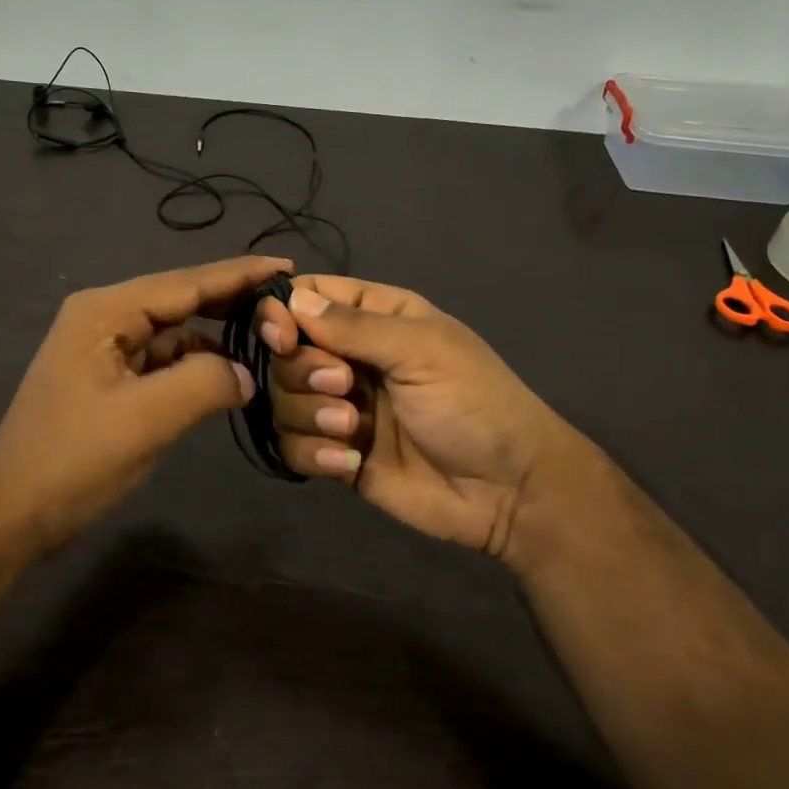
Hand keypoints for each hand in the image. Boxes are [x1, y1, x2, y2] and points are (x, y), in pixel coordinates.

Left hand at [0, 256, 290, 557]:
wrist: (11, 513)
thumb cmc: (74, 459)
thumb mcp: (147, 418)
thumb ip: (206, 382)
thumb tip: (247, 374)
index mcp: (105, 312)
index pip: (185, 282)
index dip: (239, 274)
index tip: (287, 267)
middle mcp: (104, 318)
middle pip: (180, 301)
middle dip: (232, 303)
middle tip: (287, 304)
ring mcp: (104, 350)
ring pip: (174, 333)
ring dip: (217, 338)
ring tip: (269, 342)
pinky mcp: (109, 380)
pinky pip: (163, 361)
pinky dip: (196, 366)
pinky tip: (228, 376)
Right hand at [258, 276, 578, 561]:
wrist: (508, 490)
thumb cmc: (473, 402)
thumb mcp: (422, 350)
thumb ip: (355, 326)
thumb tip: (293, 299)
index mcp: (374, 318)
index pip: (308, 297)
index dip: (283, 311)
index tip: (281, 334)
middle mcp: (350, 358)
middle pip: (285, 351)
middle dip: (304, 370)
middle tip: (344, 386)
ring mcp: (339, 408)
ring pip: (283, 400)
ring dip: (310, 414)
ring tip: (353, 430)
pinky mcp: (336, 454)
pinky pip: (293, 446)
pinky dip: (313, 454)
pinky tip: (349, 464)